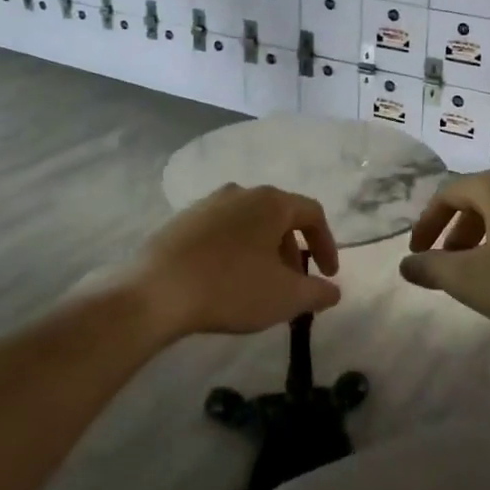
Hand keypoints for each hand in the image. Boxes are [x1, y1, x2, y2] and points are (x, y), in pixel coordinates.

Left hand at [132, 183, 341, 337]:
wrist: (156, 291)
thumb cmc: (231, 287)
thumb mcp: (285, 297)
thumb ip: (317, 292)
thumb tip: (333, 290)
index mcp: (271, 202)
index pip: (312, 213)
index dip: (327, 244)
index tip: (328, 275)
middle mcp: (241, 192)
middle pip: (279, 217)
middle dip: (292, 252)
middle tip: (293, 285)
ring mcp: (208, 203)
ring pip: (249, 224)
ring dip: (263, 252)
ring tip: (260, 286)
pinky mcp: (182, 220)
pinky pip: (221, 231)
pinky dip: (235, 251)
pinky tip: (225, 281)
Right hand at [400, 169, 489, 333]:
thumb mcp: (470, 278)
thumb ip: (432, 268)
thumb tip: (407, 264)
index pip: (448, 195)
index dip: (427, 224)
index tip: (417, 253)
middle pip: (478, 200)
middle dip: (456, 232)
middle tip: (447, 264)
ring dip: (484, 238)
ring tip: (479, 271)